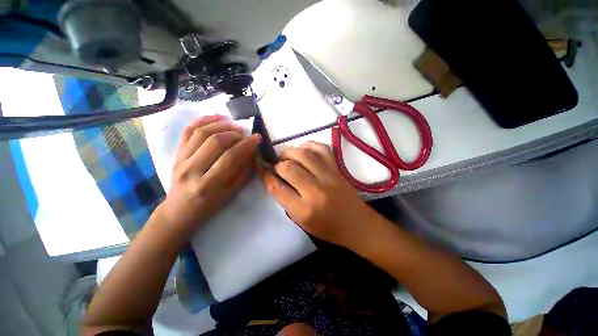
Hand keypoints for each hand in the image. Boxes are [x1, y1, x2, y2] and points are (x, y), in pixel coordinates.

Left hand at [160, 115, 260, 233]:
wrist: (180, 208)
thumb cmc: (209, 204)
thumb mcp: (231, 192)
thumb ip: (243, 171)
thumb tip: (252, 151)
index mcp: (209, 184)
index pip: (230, 158)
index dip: (246, 145)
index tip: (257, 138)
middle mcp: (192, 170)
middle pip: (215, 142)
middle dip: (235, 134)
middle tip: (245, 133)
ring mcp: (181, 159)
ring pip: (201, 132)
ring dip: (221, 125)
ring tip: (234, 125)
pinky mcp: (176, 153)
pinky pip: (188, 130)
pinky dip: (203, 120)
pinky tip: (218, 117)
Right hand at [260, 141, 375, 245]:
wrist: (356, 224)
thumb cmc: (327, 227)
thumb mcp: (301, 221)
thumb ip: (286, 199)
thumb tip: (274, 178)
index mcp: (304, 210)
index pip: (277, 188)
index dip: (266, 176)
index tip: (262, 169)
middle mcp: (316, 191)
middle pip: (288, 168)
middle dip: (278, 164)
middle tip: (277, 165)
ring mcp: (329, 176)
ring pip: (303, 154)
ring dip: (290, 152)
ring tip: (287, 156)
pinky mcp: (337, 169)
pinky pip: (322, 148)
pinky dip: (309, 145)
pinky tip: (304, 150)